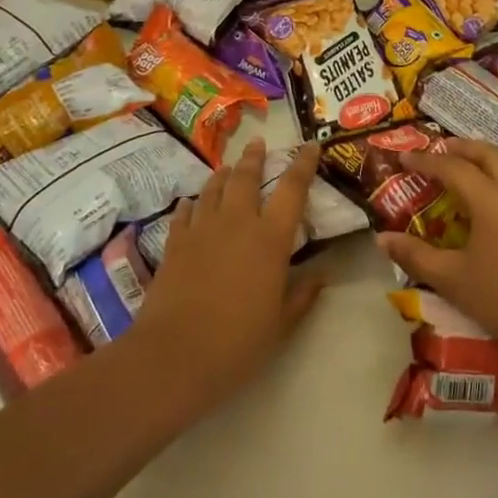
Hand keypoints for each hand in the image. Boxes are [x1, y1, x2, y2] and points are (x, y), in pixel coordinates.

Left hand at [131, 139, 324, 407]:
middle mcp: (236, 222)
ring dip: (223, 174)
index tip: (310, 146)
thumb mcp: (281, 323)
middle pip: (245, 177)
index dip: (303, 164)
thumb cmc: (238, 341)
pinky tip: (191, 201)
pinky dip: (192, 203)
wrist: (175, 354)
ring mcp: (201, 230)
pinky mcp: (175, 243)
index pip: (292, 189)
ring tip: (228, 166)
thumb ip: (302, 295)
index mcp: (270, 238)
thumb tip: (322, 275)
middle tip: (259, 143)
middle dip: (254, 157)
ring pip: (213, 189)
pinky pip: (185, 212)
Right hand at [379, 139, 497, 381]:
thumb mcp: (454, 280)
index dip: (426, 160)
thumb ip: (416, 256)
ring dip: (491, 162)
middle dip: (464, 147)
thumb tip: (382, 239)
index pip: (452, 167)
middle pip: (490, 154)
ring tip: (475, 171)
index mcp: (490, 198)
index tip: (405, 157)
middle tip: (443, 147)